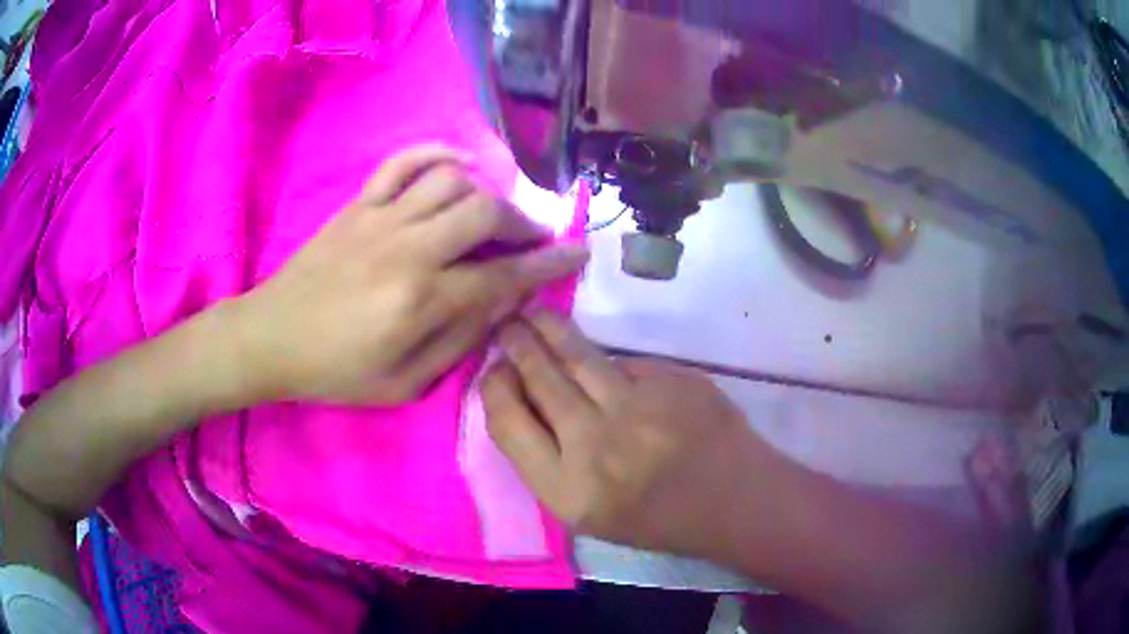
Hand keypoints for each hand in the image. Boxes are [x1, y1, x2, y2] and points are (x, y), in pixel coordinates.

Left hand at [230, 145, 588, 404]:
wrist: (273, 337)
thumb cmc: (337, 371)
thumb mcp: (405, 384)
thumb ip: (459, 342)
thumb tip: (502, 304)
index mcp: (421, 301)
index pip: (504, 275)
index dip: (548, 264)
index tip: (578, 253)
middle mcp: (409, 248)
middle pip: (486, 213)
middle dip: (522, 223)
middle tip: (530, 239)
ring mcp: (382, 218)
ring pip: (453, 180)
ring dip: (485, 193)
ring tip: (490, 215)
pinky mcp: (359, 204)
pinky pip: (404, 161)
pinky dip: (437, 155)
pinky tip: (457, 166)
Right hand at [482, 313, 768, 559]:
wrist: (732, 499)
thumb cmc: (654, 516)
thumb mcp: (586, 512)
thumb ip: (547, 461)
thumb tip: (520, 397)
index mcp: (568, 490)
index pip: (508, 422)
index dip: (494, 387)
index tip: (496, 371)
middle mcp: (596, 444)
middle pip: (540, 378)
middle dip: (516, 344)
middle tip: (507, 324)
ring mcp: (639, 406)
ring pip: (579, 354)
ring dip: (549, 328)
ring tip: (534, 314)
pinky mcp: (672, 379)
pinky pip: (625, 362)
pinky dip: (608, 361)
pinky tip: (601, 360)